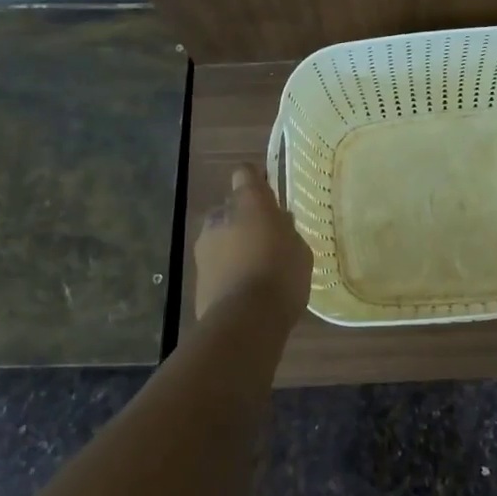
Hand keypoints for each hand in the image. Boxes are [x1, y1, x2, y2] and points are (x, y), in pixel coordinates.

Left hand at [194, 163, 313, 319]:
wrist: (245, 321)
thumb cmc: (281, 275)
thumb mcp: (299, 248)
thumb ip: (287, 230)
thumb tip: (279, 222)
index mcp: (249, 203)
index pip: (245, 174)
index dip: (255, 181)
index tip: (269, 195)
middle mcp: (220, 217)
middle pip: (230, 208)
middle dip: (244, 218)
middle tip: (266, 237)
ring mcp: (204, 247)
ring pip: (220, 236)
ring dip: (233, 245)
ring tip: (256, 267)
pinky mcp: (197, 277)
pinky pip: (216, 264)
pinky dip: (227, 270)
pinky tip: (245, 289)